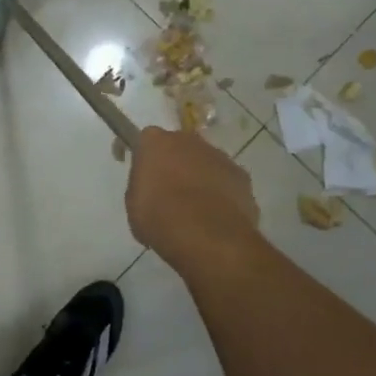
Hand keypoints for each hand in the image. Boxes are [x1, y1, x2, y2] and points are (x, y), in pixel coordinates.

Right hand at [125, 126, 259, 269]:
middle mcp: (188, 140)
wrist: (208, 236)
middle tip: (168, 193)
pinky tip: (216, 217)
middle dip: (173, 164)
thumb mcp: (134, 205)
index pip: (144, 140)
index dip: (142, 156)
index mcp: (155, 142)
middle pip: (178, 147)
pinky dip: (221, 194)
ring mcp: (219, 155)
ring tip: (195, 209)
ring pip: (205, 162)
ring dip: (199, 178)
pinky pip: (225, 181)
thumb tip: (153, 187)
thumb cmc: (159, 218)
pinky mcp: (241, 175)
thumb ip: (142, 186)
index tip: (140, 174)